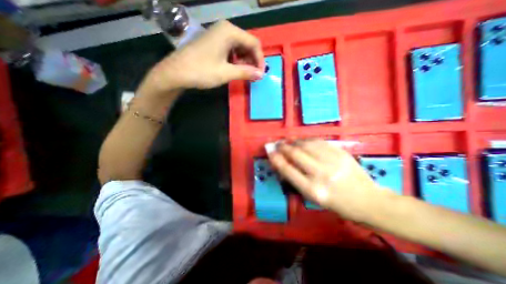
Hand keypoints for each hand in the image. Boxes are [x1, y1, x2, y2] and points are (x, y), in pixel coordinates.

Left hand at [140, 19, 262, 92]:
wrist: (176, 72)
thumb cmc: (201, 71)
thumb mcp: (226, 73)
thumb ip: (246, 72)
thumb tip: (261, 75)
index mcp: (230, 32)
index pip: (254, 43)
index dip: (260, 60)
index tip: (260, 74)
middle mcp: (226, 29)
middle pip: (248, 44)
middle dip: (253, 61)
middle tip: (253, 76)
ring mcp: (219, 35)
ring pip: (240, 48)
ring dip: (245, 62)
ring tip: (244, 74)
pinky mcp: (214, 43)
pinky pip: (232, 50)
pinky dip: (237, 61)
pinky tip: (235, 69)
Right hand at [266, 140, 396, 221]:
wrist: (368, 200)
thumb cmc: (337, 204)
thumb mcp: (313, 198)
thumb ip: (296, 180)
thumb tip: (282, 163)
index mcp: (313, 190)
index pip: (287, 170)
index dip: (276, 158)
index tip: (269, 150)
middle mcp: (321, 174)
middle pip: (295, 154)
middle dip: (283, 147)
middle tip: (277, 144)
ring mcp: (332, 161)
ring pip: (306, 145)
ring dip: (293, 142)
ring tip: (288, 141)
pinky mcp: (341, 152)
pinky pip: (318, 142)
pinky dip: (306, 140)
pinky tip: (302, 141)